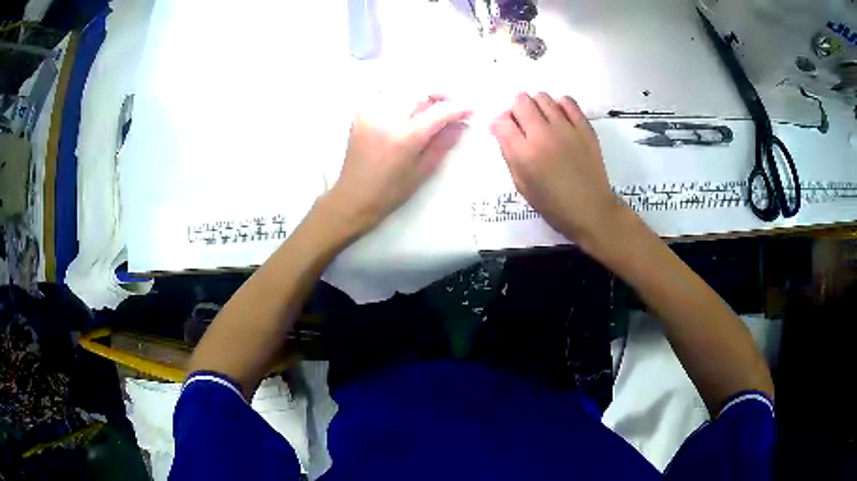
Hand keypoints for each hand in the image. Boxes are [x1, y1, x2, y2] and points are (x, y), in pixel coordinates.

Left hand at [321, 92, 470, 237]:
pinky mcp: (359, 114)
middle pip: (420, 92)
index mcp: (406, 137)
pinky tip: (400, 102)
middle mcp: (388, 118)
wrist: (353, 198)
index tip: (471, 108)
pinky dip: (393, 91)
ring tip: (425, 104)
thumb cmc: (391, 192)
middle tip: (448, 106)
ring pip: (400, 87)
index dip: (459, 107)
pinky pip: (378, 91)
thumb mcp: (423, 172)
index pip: (439, 111)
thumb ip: (443, 144)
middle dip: (439, 95)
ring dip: (417, 92)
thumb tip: (461, 125)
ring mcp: (370, 113)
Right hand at [489, 92, 624, 249]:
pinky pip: (567, 101)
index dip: (499, 124)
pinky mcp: (585, 127)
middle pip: (520, 101)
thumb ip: (509, 155)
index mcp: (524, 154)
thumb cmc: (553, 205)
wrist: (591, 211)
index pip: (501, 121)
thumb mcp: (522, 185)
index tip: (505, 132)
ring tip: (542, 122)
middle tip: (523, 126)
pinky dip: (559, 106)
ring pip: (542, 97)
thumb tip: (502, 130)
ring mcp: (566, 128)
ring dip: (537, 106)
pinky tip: (560, 119)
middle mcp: (543, 135)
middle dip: (516, 111)